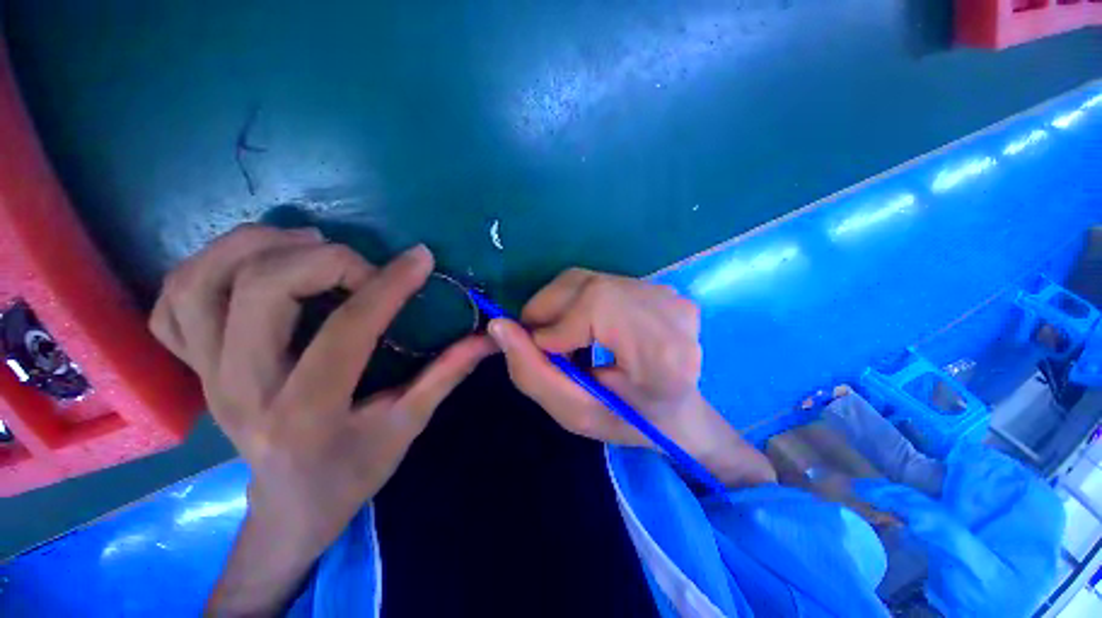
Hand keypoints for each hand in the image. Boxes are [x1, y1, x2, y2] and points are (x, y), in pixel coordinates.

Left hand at [149, 225, 493, 614]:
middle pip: (261, 291)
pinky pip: (172, 301)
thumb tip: (486, 337)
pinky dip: (205, 266)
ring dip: (257, 246)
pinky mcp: (190, 369)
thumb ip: (446, 374)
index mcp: (307, 413)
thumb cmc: (353, 471)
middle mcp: (242, 390)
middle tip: (362, 264)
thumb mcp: (408, 426)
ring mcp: (205, 376)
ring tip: (308, 244)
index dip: (389, 285)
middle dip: (324, 260)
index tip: (421, 258)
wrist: (289, 507)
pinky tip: (251, 265)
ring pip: (202, 282)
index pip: (346, 331)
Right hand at [488, 268, 774, 488]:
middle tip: (542, 343)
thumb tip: (499, 326)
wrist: (678, 410)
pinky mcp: (659, 287)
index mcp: (663, 354)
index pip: (595, 308)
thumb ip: (534, 373)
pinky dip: (577, 301)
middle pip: (588, 287)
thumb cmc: (630, 421)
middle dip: (549, 311)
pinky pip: (599, 280)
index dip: (557, 328)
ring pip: (588, 279)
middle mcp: (672, 313)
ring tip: (563, 337)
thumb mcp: (576, 413)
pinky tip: (586, 327)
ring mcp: (668, 294)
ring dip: (560, 306)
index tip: (544, 352)